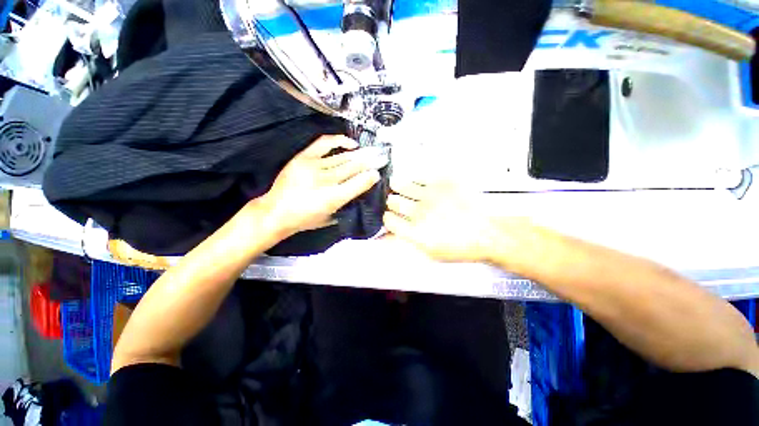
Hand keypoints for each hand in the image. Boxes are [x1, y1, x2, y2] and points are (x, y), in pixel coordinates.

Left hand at [260, 135, 387, 236]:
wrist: (275, 212)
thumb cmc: (305, 220)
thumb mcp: (331, 218)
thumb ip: (348, 203)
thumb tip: (362, 187)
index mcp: (333, 199)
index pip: (358, 183)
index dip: (370, 177)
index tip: (378, 173)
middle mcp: (325, 180)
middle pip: (353, 167)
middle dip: (370, 162)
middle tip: (381, 157)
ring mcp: (313, 166)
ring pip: (342, 158)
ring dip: (359, 154)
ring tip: (370, 152)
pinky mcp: (303, 157)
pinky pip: (325, 143)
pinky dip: (340, 141)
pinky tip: (351, 143)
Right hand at [384, 178, 499, 262]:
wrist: (487, 233)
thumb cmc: (459, 247)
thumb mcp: (429, 253)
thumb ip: (405, 244)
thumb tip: (385, 238)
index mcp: (416, 232)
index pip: (388, 220)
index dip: (388, 218)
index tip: (391, 217)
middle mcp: (420, 211)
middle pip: (392, 201)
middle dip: (393, 203)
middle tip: (398, 203)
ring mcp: (431, 194)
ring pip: (401, 184)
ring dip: (398, 188)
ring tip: (400, 188)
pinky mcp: (443, 182)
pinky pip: (418, 176)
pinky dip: (414, 180)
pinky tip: (418, 184)